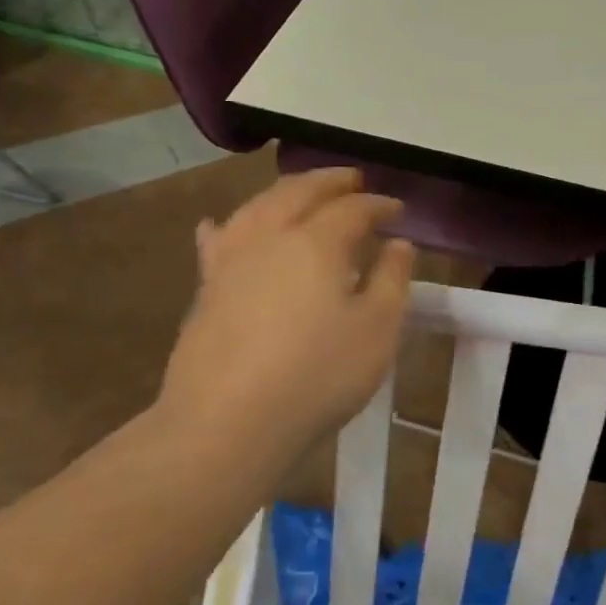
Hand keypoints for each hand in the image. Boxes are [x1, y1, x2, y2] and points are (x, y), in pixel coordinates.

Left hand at [157, 168, 414, 459]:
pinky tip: (221, 224)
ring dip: (285, 192)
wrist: (227, 423)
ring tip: (301, 193)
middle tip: (353, 180)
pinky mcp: (206, 289)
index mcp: (316, 242)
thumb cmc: (317, 376)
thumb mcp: (377, 331)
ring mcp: (230, 260)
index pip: (353, 208)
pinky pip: (219, 240)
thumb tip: (399, 244)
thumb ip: (392, 280)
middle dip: (330, 181)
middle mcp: (269, 237)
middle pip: (300, 192)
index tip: (398, 209)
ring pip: (257, 206)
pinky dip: (229, 224)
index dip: (378, 205)